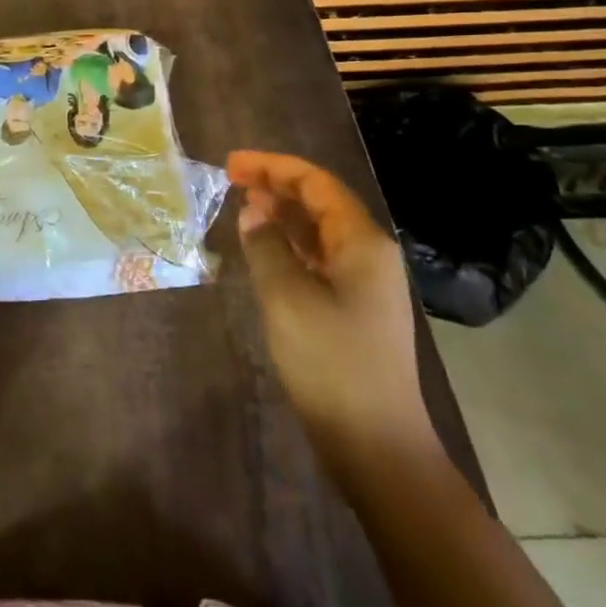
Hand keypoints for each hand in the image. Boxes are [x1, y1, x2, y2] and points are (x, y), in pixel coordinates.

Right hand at [228, 150, 432, 468]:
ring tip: (242, 204)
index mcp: (362, 243)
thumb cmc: (331, 362)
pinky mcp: (353, 309)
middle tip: (231, 178)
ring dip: (282, 214)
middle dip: (276, 185)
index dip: (273, 167)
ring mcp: (364, 284)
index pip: (316, 184)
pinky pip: (318, 259)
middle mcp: (369, 255)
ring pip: (318, 231)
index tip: (230, 164)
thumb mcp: (287, 297)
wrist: (374, 442)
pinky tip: (264, 247)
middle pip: (320, 203)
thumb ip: (266, 246)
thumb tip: (253, 211)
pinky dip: (289, 245)